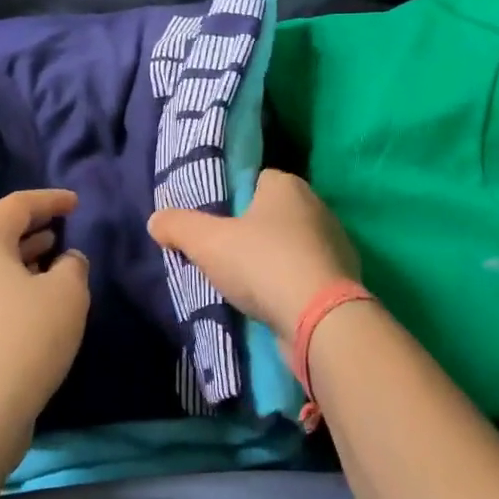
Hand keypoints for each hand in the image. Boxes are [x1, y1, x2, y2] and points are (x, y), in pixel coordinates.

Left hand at [0, 189, 89, 458]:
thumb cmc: (27, 338)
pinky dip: (6, 285)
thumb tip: (65, 261)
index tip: (75, 204)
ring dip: (20, 258)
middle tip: (62, 229)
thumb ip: (73, 264)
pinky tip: (31, 302)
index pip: (16, 205)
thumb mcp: (68, 292)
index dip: (49, 200)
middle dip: (32, 228)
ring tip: (51, 261)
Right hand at [147, 170, 358, 336]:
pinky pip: (307, 273)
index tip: (215, 225)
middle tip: (225, 255)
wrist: (320, 318)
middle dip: (252, 232)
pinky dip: (292, 284)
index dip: (233, 200)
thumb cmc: (263, 264)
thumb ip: (179, 226)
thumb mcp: (208, 242)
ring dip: (273, 260)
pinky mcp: (343, 277)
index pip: (255, 180)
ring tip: (247, 285)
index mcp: (287, 185)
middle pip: (273, 213)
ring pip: (292, 244)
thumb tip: (155, 219)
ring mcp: (334, 242)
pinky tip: (274, 303)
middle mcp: (316, 206)